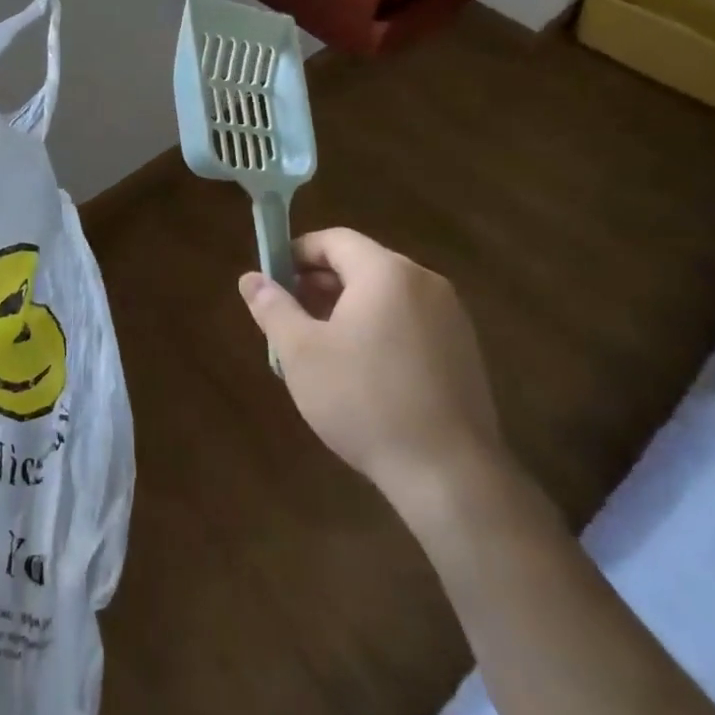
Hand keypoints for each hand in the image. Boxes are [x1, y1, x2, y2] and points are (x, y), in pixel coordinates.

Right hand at [239, 228, 504, 507]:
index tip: (272, 281)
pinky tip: (360, 371)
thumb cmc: (363, 400)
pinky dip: (378, 329)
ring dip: (347, 308)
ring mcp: (451, 318)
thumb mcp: (300, 352)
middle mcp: (425, 283)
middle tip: (289, 317)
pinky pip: (410, 322)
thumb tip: (250, 278)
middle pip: (362, 264)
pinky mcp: (464, 352)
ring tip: (318, 347)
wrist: (449, 474)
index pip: (335, 240)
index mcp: (387, 273)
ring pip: (386, 296)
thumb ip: (272, 307)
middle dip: (319, 284)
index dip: (297, 253)